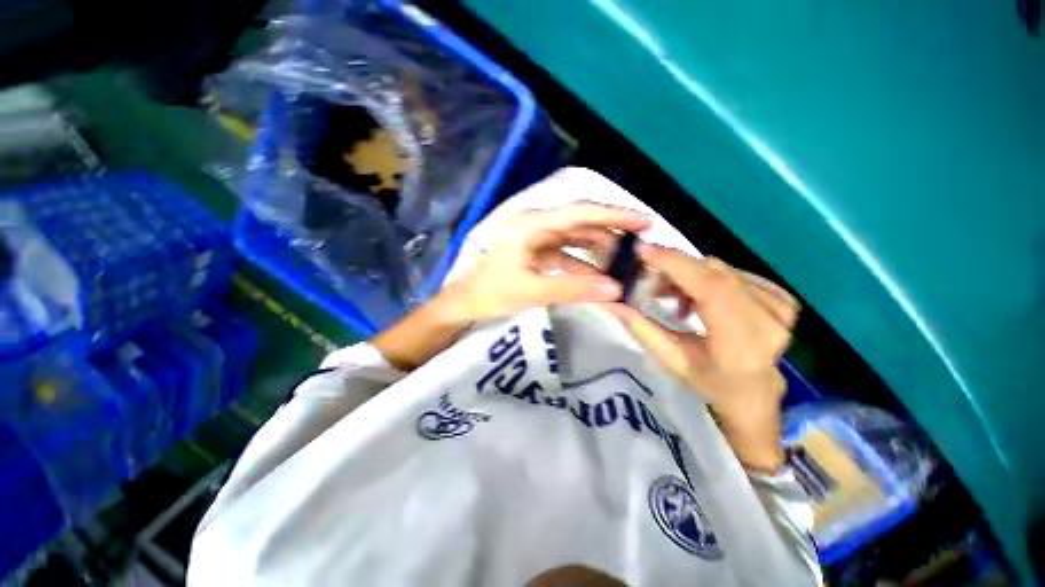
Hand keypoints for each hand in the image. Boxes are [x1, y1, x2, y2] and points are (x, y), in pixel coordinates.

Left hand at [436, 202, 650, 323]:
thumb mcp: (532, 291)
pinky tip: (601, 276)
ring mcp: (537, 239)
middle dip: (611, 233)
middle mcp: (536, 224)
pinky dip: (584, 264)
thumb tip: (616, 290)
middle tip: (641, 247)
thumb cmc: (490, 293)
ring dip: (599, 249)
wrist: (464, 304)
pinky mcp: (537, 253)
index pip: (580, 212)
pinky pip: (567, 254)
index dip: (614, 215)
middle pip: (581, 222)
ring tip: (625, 263)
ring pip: (576, 238)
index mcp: (531, 224)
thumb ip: (573, 289)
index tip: (645, 221)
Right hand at [602, 244, 799, 470]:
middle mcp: (770, 319)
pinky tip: (698, 297)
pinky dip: (708, 279)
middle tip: (648, 280)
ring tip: (671, 297)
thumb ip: (641, 329)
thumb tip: (610, 302)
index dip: (675, 264)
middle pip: (714, 273)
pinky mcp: (783, 297)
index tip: (643, 249)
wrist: (754, 392)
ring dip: (689, 276)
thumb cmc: (709, 382)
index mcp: (743, 343)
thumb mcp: (671, 360)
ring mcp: (781, 306)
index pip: (711, 288)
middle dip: (675, 269)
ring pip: (721, 270)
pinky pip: (734, 273)